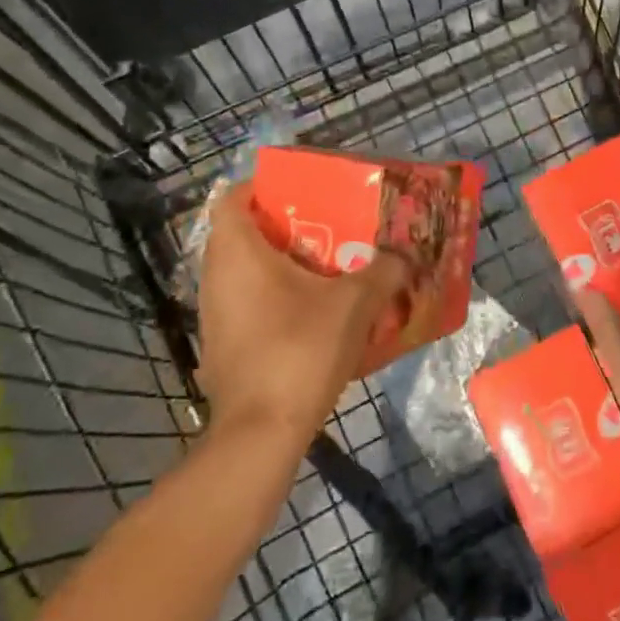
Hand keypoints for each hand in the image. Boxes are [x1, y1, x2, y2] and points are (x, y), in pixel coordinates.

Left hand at [194, 181, 410, 443]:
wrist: (261, 433)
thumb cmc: (300, 349)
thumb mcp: (355, 303)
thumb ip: (384, 271)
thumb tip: (405, 255)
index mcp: (237, 252)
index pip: (235, 197)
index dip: (265, 187)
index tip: (304, 192)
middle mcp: (216, 277)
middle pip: (245, 233)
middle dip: (287, 226)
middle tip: (330, 227)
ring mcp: (215, 315)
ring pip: (247, 272)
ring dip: (284, 265)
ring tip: (329, 267)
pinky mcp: (223, 346)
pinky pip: (249, 304)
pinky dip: (276, 297)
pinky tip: (314, 312)